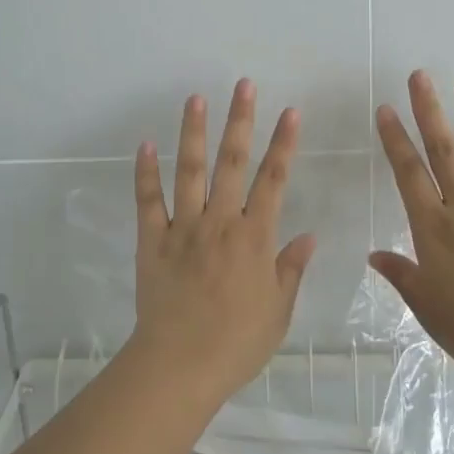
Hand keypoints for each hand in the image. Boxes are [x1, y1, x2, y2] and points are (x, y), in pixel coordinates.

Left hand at [132, 79, 315, 400]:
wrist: (179, 366)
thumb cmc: (237, 343)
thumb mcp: (278, 311)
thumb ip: (291, 269)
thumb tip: (309, 235)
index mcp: (254, 238)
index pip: (274, 180)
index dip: (283, 144)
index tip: (290, 112)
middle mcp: (220, 222)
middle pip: (232, 163)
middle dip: (240, 121)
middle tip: (244, 86)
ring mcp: (182, 228)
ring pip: (189, 171)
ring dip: (193, 132)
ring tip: (196, 98)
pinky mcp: (151, 241)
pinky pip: (147, 201)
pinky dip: (145, 172)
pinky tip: (145, 144)